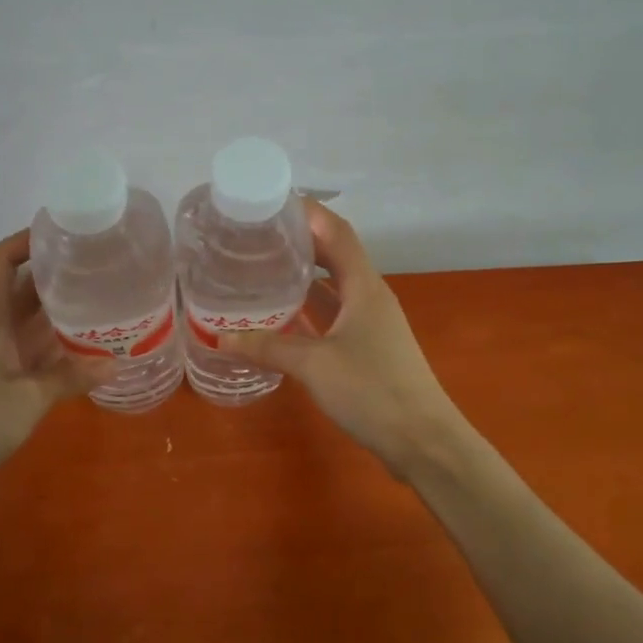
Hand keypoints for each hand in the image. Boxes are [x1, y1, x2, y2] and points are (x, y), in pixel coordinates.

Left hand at [0, 229, 114, 503]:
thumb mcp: (27, 399)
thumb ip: (70, 378)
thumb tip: (116, 362)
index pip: (2, 260)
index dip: (27, 238)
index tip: (65, 231)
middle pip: (26, 289)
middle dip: (61, 275)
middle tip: (106, 269)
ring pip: (34, 323)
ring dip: (65, 314)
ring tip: (109, 304)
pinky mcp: (0, 384)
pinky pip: (36, 355)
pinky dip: (61, 351)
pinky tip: (92, 355)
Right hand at [218, 201, 464, 475]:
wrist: (422, 440)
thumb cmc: (372, 391)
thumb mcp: (313, 365)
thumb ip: (268, 347)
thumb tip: (220, 338)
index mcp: (363, 286)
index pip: (337, 231)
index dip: (308, 212)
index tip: (271, 203)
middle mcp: (369, 296)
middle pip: (334, 255)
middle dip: (299, 241)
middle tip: (256, 237)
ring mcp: (371, 323)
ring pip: (333, 287)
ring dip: (303, 277)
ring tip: (262, 269)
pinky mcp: (368, 348)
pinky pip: (333, 315)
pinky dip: (308, 310)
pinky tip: (281, 318)